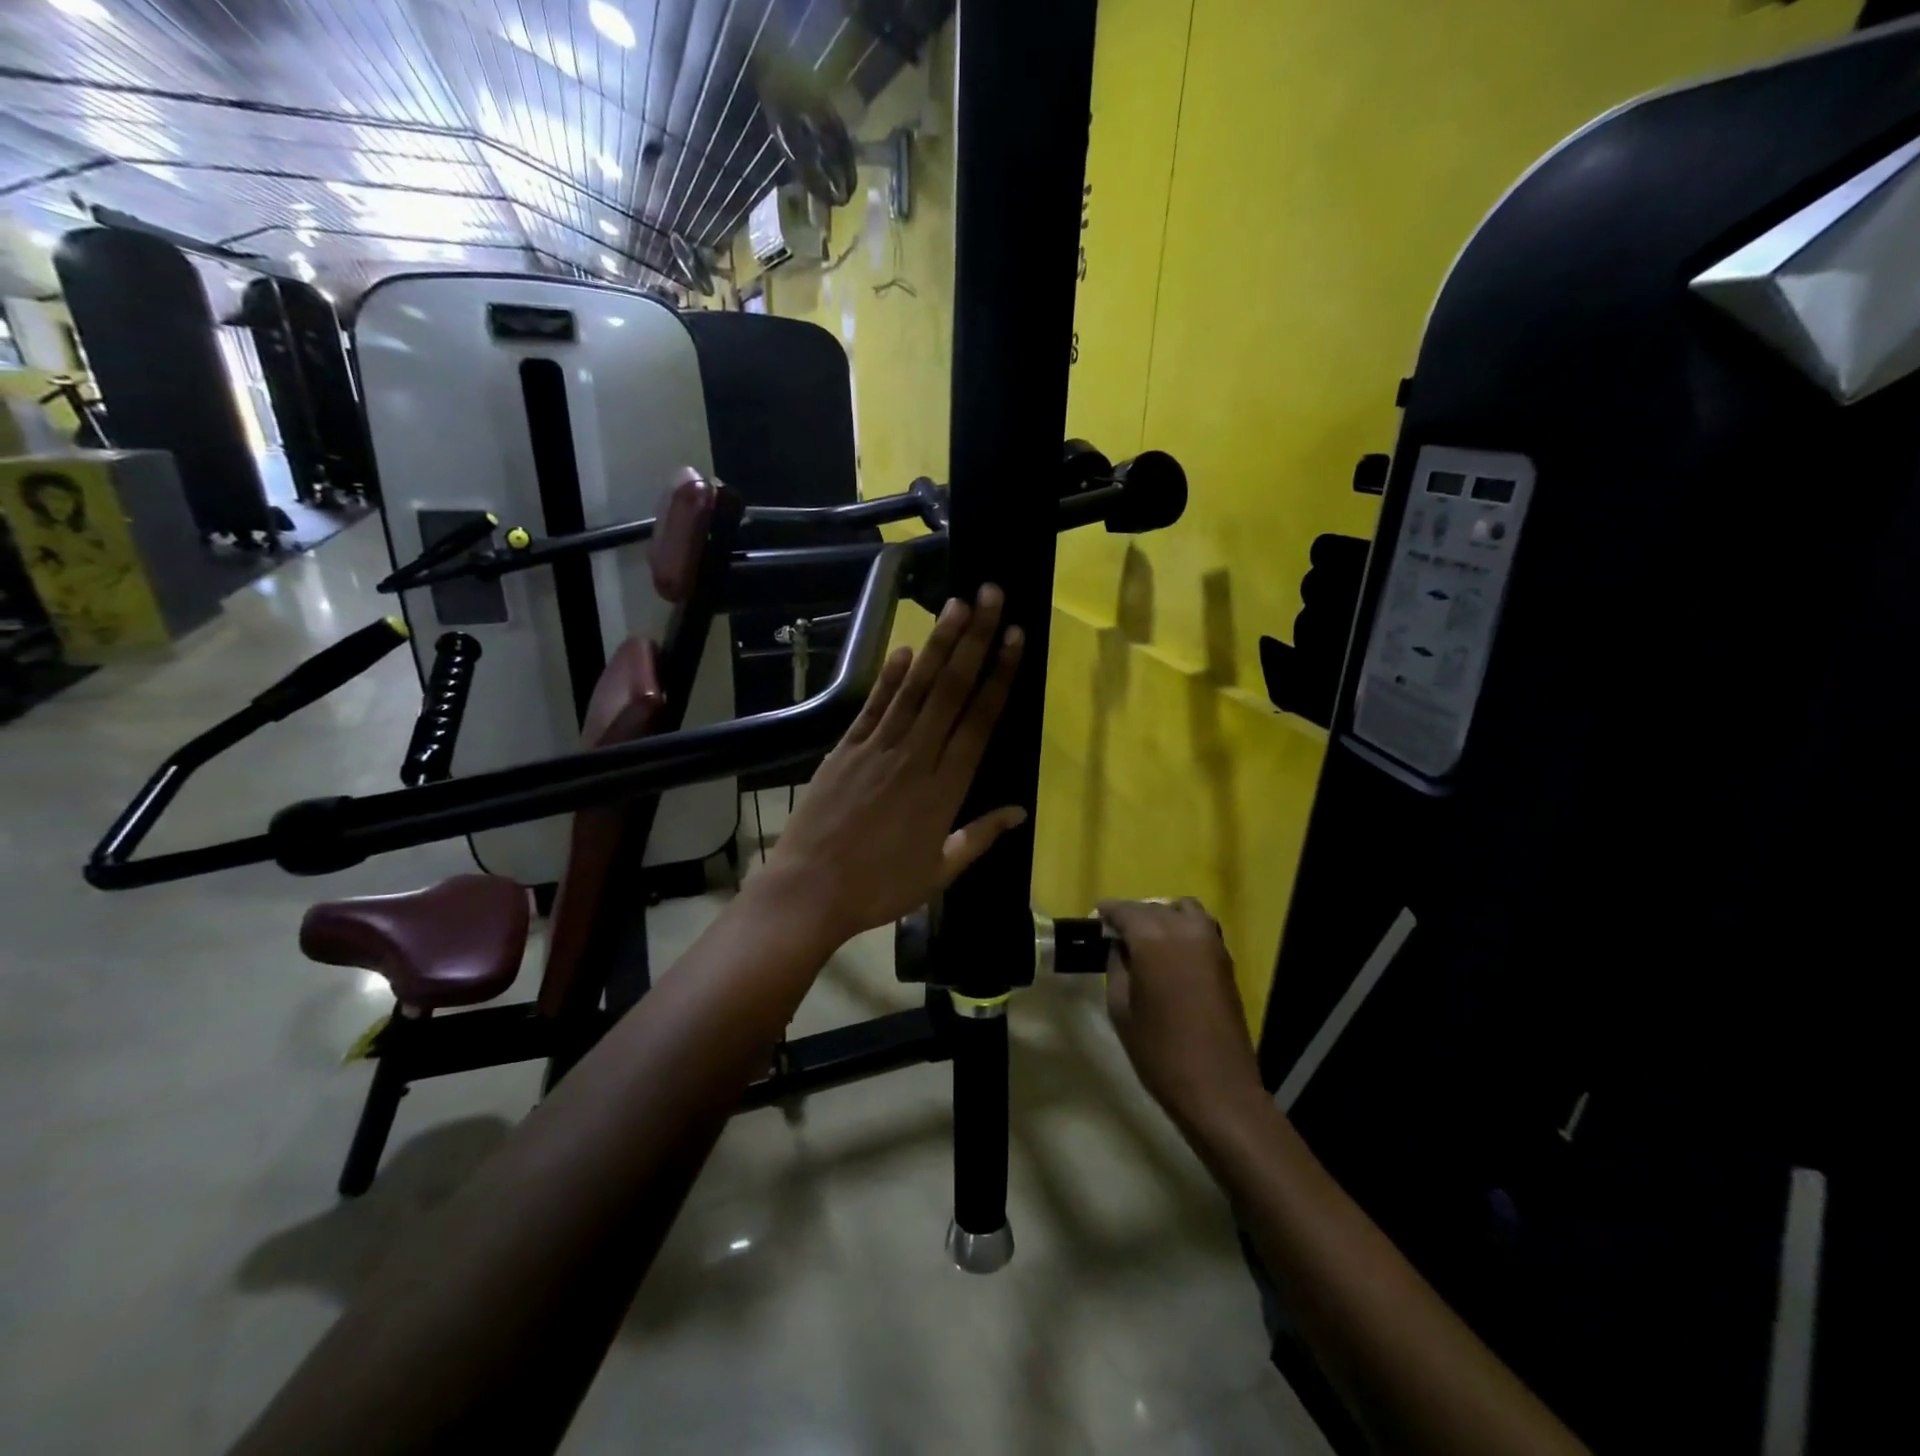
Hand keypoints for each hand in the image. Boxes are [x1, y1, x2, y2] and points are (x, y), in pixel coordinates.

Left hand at [760, 585, 1026, 948]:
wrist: (810, 890)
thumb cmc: (880, 887)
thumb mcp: (939, 872)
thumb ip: (980, 837)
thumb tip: (1020, 811)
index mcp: (945, 789)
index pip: (979, 721)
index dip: (999, 676)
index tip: (1014, 638)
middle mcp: (915, 757)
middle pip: (951, 690)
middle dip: (974, 640)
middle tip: (990, 597)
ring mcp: (877, 748)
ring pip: (915, 688)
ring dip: (937, 644)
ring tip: (956, 605)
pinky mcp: (845, 748)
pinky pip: (873, 705)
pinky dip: (890, 676)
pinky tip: (905, 648)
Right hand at [1099, 898, 1265, 1132]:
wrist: (1217, 1087)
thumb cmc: (1159, 1051)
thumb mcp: (1121, 1007)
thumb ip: (1117, 967)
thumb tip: (1119, 946)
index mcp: (1153, 938)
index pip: (1125, 910)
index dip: (1107, 912)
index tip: (1095, 919)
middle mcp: (1184, 929)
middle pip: (1153, 907)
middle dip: (1132, 915)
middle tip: (1115, 934)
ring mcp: (1210, 942)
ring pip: (1182, 910)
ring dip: (1161, 916)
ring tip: (1145, 939)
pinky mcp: (1225, 960)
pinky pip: (1200, 926)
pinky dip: (1182, 927)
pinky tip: (1170, 952)